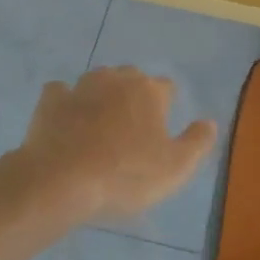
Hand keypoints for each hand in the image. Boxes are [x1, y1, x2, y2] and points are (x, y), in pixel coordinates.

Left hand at [13, 67, 217, 223]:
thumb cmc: (126, 175)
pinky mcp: (50, 101)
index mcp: (149, 91)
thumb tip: (209, 122)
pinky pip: (61, 92)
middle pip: (131, 78)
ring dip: (101, 95)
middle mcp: (116, 79)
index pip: (166, 87)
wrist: (61, 181)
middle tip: (132, 127)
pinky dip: (65, 102)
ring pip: (97, 81)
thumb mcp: (176, 168)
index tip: (161, 130)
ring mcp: (80, 87)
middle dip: (134, 95)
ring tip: (100, 123)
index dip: (166, 106)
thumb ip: (197, 142)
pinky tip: (66, 120)